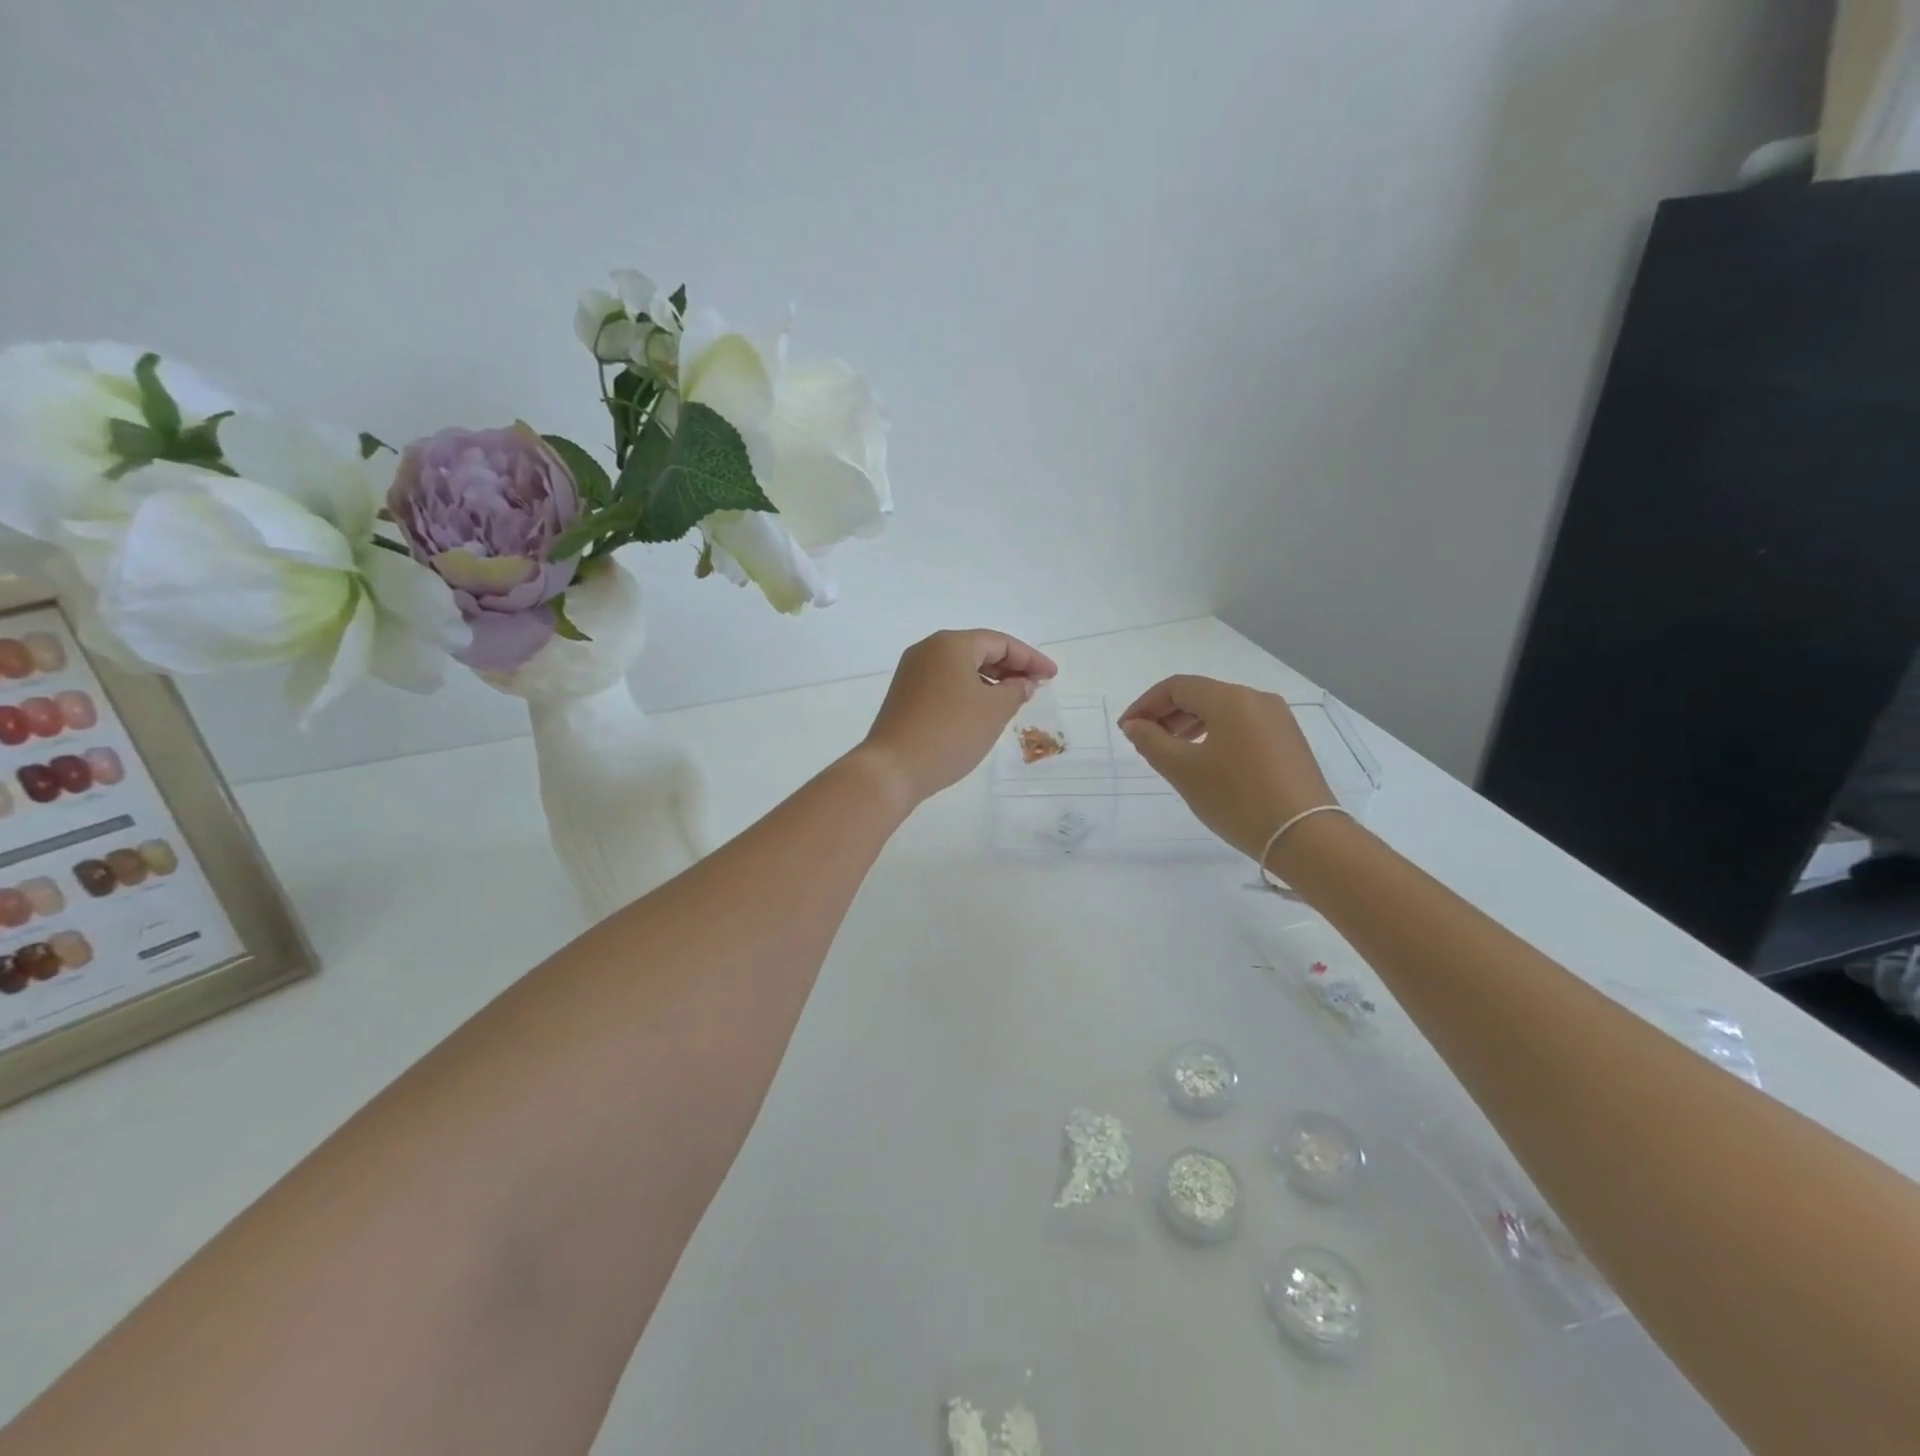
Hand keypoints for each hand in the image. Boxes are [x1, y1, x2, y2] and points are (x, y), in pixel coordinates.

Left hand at [857, 629, 1057, 806]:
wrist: (892, 768)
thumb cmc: (950, 733)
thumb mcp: (993, 711)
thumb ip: (1015, 690)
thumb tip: (1022, 682)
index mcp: (951, 644)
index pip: (1000, 643)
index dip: (1030, 658)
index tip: (1052, 676)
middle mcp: (928, 650)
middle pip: (979, 650)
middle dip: (1010, 667)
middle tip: (1036, 686)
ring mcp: (912, 672)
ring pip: (961, 667)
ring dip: (990, 680)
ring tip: (1014, 700)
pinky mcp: (905, 694)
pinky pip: (946, 682)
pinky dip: (969, 690)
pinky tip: (982, 710)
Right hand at [1118, 675, 1337, 862]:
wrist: (1305, 836)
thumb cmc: (1236, 799)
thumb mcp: (1183, 770)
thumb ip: (1152, 742)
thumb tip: (1135, 725)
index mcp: (1230, 698)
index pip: (1177, 687)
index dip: (1145, 704)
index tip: (1126, 729)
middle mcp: (1256, 699)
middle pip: (1201, 695)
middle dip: (1167, 714)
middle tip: (1144, 742)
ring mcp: (1278, 719)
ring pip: (1222, 711)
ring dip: (1190, 725)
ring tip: (1170, 753)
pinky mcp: (1288, 741)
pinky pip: (1242, 726)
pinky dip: (1215, 735)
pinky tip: (1205, 761)